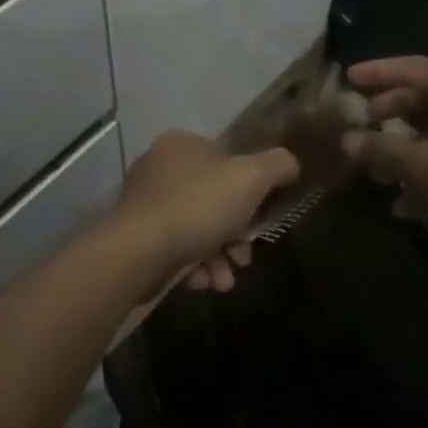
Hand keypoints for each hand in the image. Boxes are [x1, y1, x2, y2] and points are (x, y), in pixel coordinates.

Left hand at [114, 131, 298, 290]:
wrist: (138, 251)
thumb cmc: (198, 206)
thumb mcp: (251, 178)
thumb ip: (277, 165)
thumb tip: (289, 164)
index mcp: (182, 144)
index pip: (227, 160)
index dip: (250, 190)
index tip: (261, 218)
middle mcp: (159, 168)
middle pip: (214, 199)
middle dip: (235, 234)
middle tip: (244, 255)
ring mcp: (145, 203)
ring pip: (197, 228)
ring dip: (218, 257)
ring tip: (224, 280)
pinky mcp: (137, 237)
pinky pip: (176, 247)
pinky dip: (194, 265)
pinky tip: (203, 282)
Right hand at [339, 57, 427, 263]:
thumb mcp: (422, 166)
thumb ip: (382, 149)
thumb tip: (347, 139)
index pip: (413, 68)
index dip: (378, 72)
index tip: (348, 77)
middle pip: (423, 98)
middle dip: (389, 114)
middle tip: (361, 123)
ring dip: (405, 149)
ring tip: (377, 170)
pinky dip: (427, 169)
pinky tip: (406, 203)